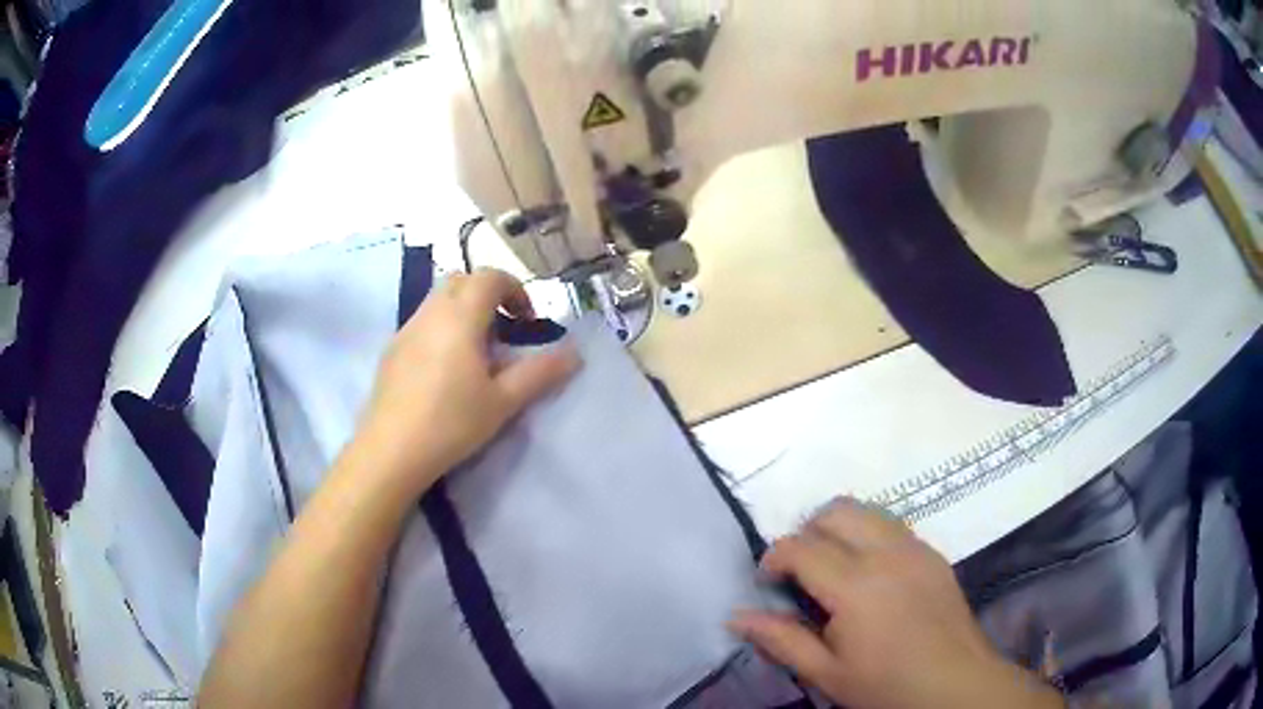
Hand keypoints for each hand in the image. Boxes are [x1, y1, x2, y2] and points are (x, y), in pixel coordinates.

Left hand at [354, 268, 579, 496]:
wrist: (391, 451)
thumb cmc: (451, 423)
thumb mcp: (503, 402)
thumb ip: (540, 373)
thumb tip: (574, 354)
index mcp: (460, 317)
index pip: (489, 277)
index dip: (514, 289)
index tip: (526, 320)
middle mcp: (430, 313)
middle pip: (461, 281)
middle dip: (487, 294)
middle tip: (503, 331)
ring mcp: (406, 329)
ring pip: (438, 300)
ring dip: (463, 311)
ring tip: (476, 354)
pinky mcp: (391, 350)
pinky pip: (422, 322)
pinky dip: (442, 328)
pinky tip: (445, 371)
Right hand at [730, 500, 1063, 708]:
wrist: (955, 682)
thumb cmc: (886, 684)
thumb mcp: (826, 672)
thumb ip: (781, 639)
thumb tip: (735, 617)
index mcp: (855, 585)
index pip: (801, 547)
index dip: (774, 558)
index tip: (767, 581)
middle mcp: (886, 553)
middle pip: (835, 512)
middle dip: (807, 532)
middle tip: (799, 571)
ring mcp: (915, 548)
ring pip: (867, 511)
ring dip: (840, 528)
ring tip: (833, 567)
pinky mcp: (933, 553)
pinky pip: (893, 525)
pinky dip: (869, 534)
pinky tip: (870, 573)